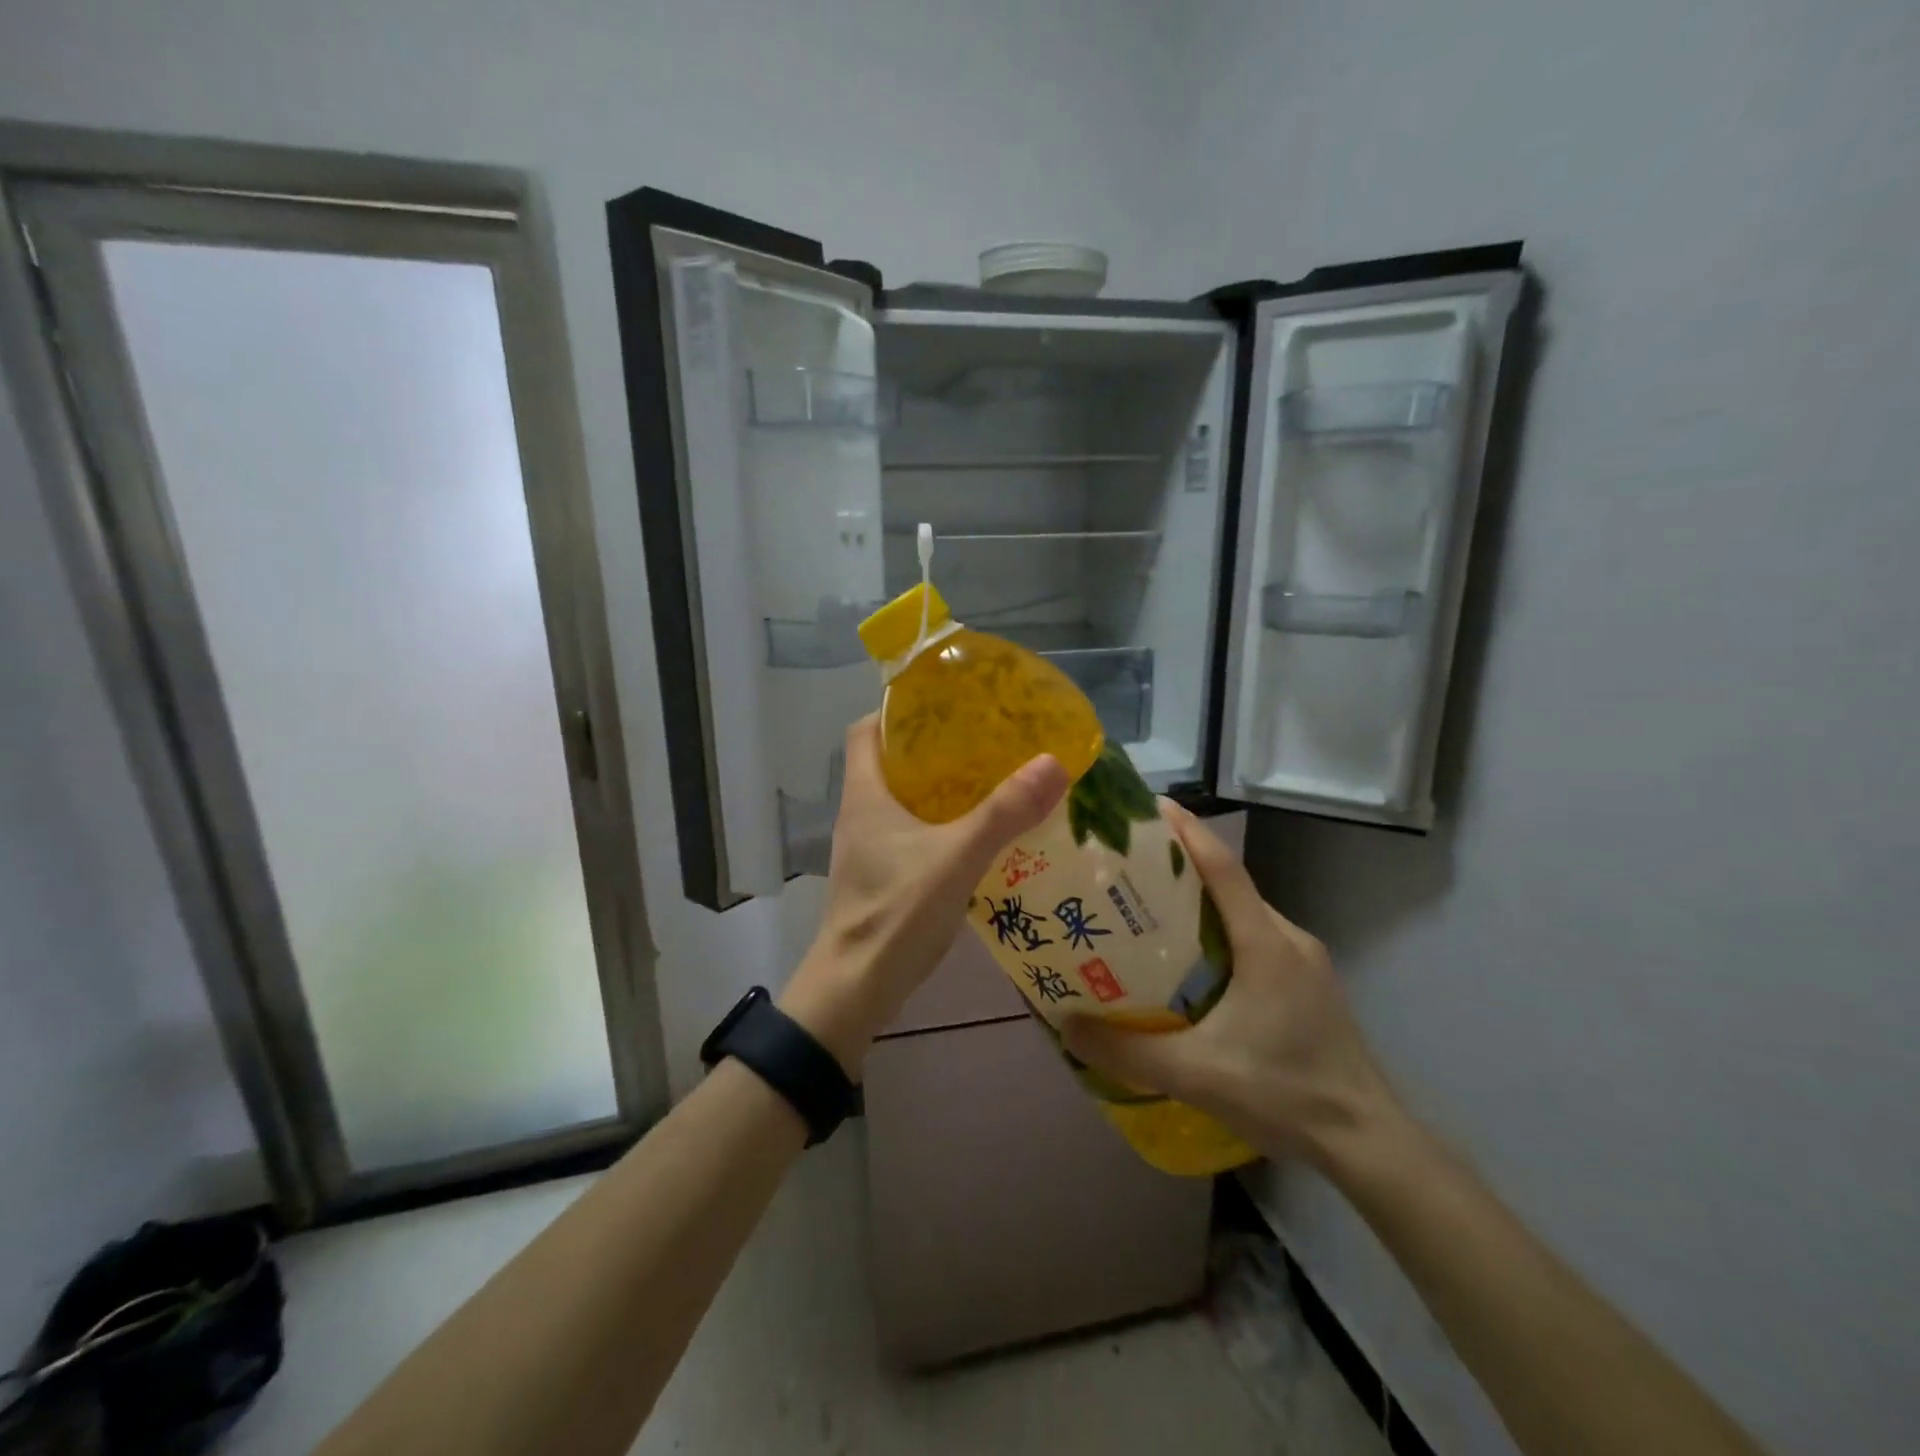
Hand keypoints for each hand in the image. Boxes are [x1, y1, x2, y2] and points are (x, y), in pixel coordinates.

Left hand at [780, 715, 1066, 1074]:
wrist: (855, 989)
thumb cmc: (895, 914)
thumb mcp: (956, 858)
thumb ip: (1004, 812)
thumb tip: (1054, 762)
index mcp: (866, 793)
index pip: (867, 729)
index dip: (900, 709)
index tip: (946, 704)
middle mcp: (862, 813)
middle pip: (892, 761)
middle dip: (936, 747)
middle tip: (987, 740)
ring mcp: (870, 847)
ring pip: (906, 799)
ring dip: (944, 787)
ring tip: (994, 779)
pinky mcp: (883, 875)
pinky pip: (914, 832)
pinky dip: (944, 824)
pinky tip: (982, 834)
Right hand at [1061, 801, 1400, 1166]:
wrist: (1367, 1142)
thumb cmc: (1285, 1093)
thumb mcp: (1196, 1074)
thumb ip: (1127, 1051)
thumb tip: (1065, 1025)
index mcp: (1266, 942)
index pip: (1222, 866)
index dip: (1186, 831)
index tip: (1148, 806)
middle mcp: (1287, 938)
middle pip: (1228, 884)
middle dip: (1178, 867)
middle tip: (1125, 868)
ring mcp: (1302, 961)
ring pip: (1240, 913)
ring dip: (1197, 904)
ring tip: (1145, 912)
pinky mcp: (1306, 983)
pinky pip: (1253, 939)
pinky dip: (1216, 934)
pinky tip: (1187, 965)